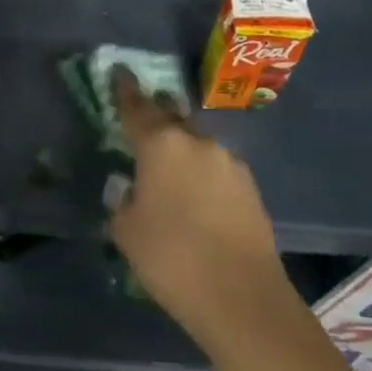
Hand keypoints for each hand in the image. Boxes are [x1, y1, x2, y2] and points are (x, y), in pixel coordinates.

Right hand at [107, 71, 295, 350]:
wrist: (242, 298)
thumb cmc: (171, 258)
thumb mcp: (127, 231)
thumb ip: (124, 201)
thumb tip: (133, 191)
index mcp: (162, 145)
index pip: (137, 107)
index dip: (125, 90)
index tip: (120, 72)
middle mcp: (198, 143)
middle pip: (172, 119)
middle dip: (157, 118)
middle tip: (143, 126)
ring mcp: (230, 163)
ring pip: (197, 147)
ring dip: (182, 153)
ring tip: (171, 178)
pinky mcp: (251, 187)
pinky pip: (217, 171)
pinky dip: (203, 178)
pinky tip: (198, 202)